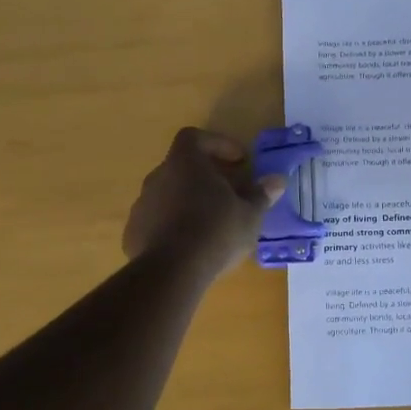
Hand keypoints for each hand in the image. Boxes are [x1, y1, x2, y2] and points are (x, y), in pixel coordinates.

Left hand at [124, 128, 284, 282]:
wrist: (172, 272)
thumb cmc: (217, 231)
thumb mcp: (250, 214)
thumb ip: (261, 194)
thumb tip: (277, 180)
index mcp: (185, 163)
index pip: (194, 137)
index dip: (218, 144)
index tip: (239, 161)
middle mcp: (158, 177)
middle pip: (182, 166)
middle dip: (206, 177)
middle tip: (229, 194)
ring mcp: (142, 205)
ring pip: (168, 194)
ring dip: (188, 202)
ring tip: (211, 223)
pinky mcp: (133, 233)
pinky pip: (157, 221)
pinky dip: (173, 226)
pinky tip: (190, 246)